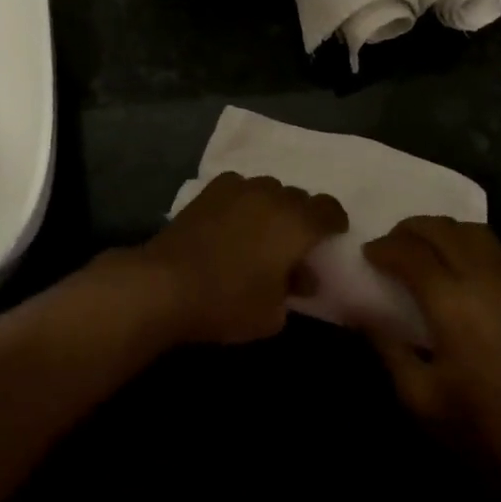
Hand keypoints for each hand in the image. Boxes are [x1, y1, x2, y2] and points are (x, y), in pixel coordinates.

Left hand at [132, 172, 346, 345]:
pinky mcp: (210, 190)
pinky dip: (243, 200)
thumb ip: (294, 290)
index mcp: (296, 222)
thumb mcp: (272, 314)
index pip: (328, 209)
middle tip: (295, 244)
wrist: (166, 283)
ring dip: (272, 206)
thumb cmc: (228, 301)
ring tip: (262, 231)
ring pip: (268, 188)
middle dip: (302, 216)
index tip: (333, 236)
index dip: (334, 221)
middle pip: (298, 196)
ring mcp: (239, 188)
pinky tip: (233, 220)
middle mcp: (272, 195)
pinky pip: (239, 187)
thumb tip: (302, 278)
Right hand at [361, 217, 500, 501]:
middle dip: (409, 230)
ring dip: (443, 231)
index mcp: (450, 304)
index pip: (409, 253)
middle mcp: (482, 279)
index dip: (383, 248)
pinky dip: (475, 243)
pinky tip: (466, 264)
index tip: (367, 255)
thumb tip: (360, 310)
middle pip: (441, 230)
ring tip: (425, 249)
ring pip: (473, 231)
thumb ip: (387, 346)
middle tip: (390, 246)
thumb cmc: (480, 428)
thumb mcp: (419, 397)